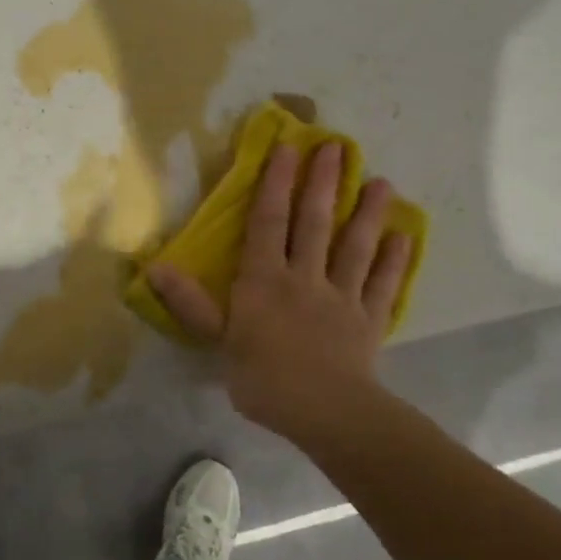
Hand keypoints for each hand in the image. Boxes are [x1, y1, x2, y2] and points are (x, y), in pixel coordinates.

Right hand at [148, 142, 411, 441]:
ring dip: (368, 213)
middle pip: (315, 223)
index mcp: (265, 279)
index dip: (276, 183)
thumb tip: (155, 268)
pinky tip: (405, 236)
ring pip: (355, 246)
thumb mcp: (219, 341)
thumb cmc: (264, 378)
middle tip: (338, 146)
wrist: (326, 412)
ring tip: (382, 182)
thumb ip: (191, 303)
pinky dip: (395, 260)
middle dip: (324, 183)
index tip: (287, 147)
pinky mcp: (369, 319)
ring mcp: (342, 296)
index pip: (269, 222)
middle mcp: (305, 277)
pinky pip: (383, 284)